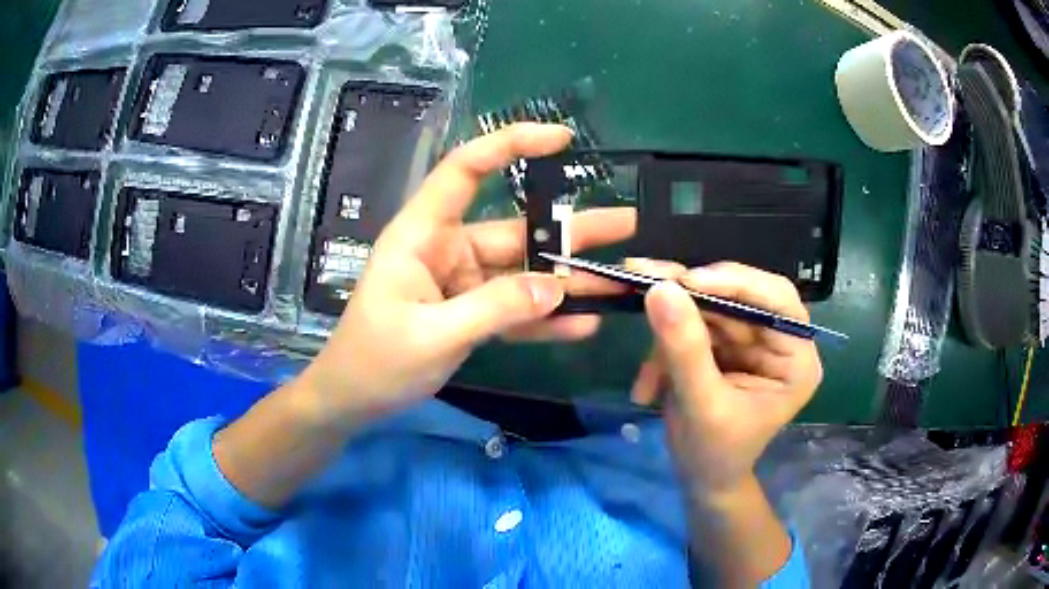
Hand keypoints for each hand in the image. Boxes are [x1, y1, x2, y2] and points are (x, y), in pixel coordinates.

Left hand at [299, 124, 634, 427]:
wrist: (354, 400)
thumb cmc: (375, 362)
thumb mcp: (432, 335)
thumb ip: (494, 309)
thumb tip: (557, 287)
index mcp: (423, 234)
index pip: (466, 169)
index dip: (510, 145)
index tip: (561, 140)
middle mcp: (447, 249)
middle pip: (515, 229)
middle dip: (572, 230)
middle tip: (628, 225)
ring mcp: (462, 283)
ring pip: (523, 273)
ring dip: (569, 280)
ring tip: (621, 279)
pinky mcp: (471, 313)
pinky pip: (514, 309)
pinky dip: (545, 318)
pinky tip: (584, 324)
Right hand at [628, 260, 822, 495]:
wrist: (702, 480)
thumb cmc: (715, 454)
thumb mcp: (702, 406)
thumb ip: (685, 349)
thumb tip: (660, 288)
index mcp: (796, 359)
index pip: (777, 300)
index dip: (736, 282)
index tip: (686, 280)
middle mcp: (778, 341)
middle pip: (738, 296)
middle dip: (690, 299)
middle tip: (643, 279)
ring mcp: (749, 341)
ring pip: (709, 308)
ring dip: (670, 331)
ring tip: (646, 370)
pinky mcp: (723, 345)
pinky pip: (691, 325)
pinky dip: (664, 349)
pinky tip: (648, 385)